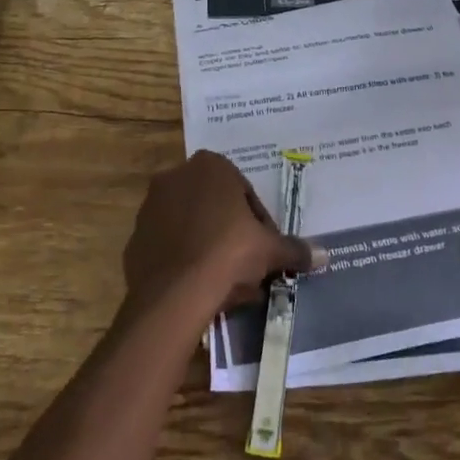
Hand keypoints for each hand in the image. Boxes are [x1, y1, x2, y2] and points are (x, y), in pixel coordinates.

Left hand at [123, 151, 321, 322]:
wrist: (174, 294)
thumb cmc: (229, 253)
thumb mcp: (270, 250)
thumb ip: (295, 249)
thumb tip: (325, 255)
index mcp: (211, 166)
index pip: (243, 192)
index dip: (259, 222)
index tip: (265, 249)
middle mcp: (176, 177)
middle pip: (215, 207)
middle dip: (231, 234)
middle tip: (247, 266)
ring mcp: (150, 207)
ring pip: (191, 227)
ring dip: (208, 248)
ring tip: (225, 283)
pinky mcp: (135, 238)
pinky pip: (168, 248)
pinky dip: (183, 262)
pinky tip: (198, 288)